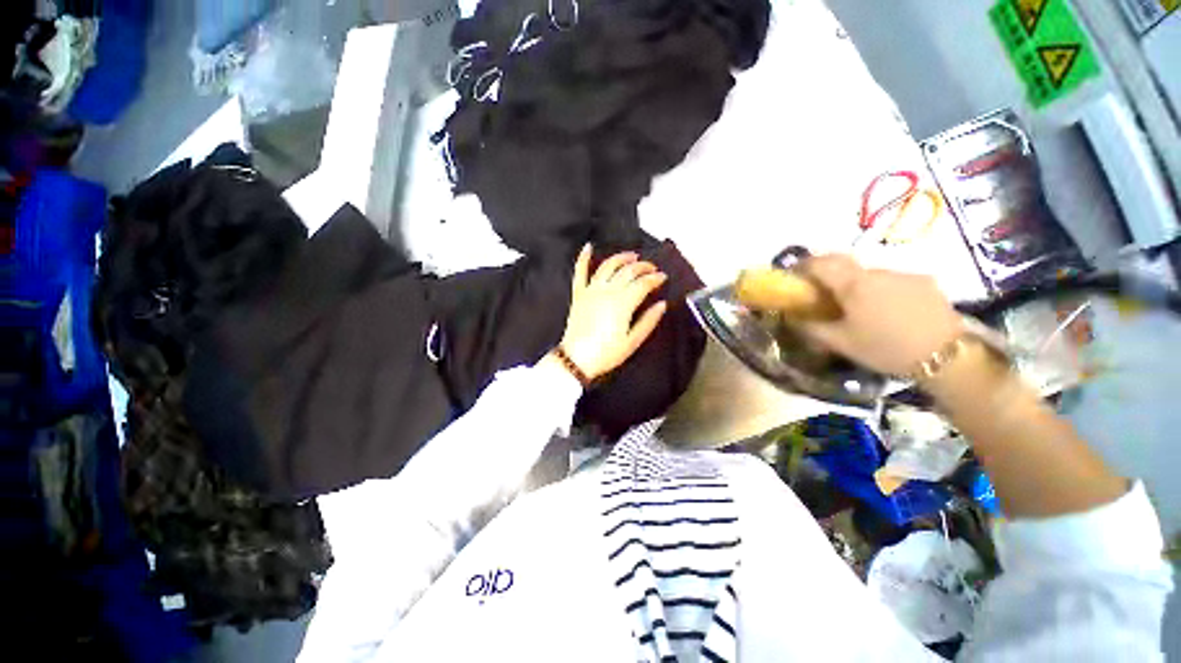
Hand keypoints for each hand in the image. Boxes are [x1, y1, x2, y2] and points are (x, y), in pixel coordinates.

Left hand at [555, 245, 668, 380]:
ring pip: (607, 266)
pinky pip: (580, 272)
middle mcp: (607, 291)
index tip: (663, 277)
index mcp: (623, 303)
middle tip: (652, 268)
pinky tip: (588, 247)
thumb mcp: (632, 341)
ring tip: (632, 256)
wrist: (577, 359)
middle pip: (628, 271)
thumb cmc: (606, 353)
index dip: (655, 278)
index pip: (643, 284)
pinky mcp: (579, 294)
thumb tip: (662, 305)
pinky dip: (583, 258)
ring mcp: (591, 291)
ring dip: (621, 258)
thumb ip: (648, 321)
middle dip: (643, 267)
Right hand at [794, 255, 964, 375]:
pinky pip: (890, 281)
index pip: (820, 263)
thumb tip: (791, 318)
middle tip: (820, 294)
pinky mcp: (924, 283)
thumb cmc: (886, 348)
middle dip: (827, 275)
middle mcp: (878, 272)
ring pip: (868, 274)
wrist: (950, 357)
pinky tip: (885, 312)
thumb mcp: (841, 343)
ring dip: (855, 284)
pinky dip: (878, 290)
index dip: (802, 266)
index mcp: (854, 284)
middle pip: (844, 265)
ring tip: (856, 309)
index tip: (793, 277)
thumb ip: (811, 328)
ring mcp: (904, 275)